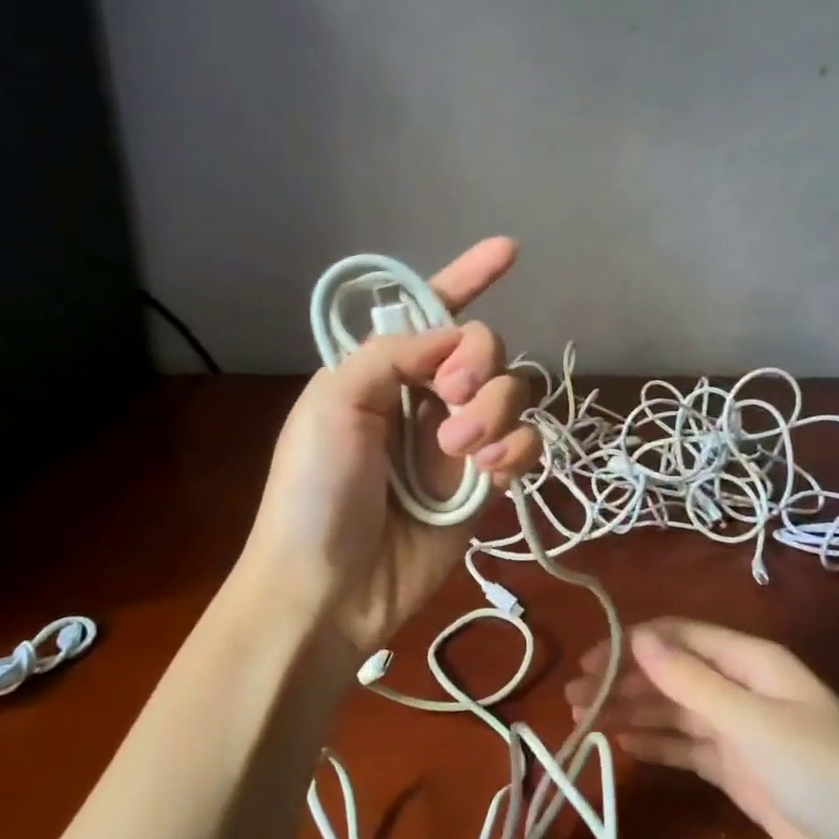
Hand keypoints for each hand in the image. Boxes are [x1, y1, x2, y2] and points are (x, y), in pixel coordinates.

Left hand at [241, 238, 541, 649]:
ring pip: (511, 395)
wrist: (328, 588)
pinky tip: (489, 474)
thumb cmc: (314, 489)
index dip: (467, 276)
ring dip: (494, 412)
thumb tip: (455, 335)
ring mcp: (457, 442)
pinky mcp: (483, 485)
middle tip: (452, 397)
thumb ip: (393, 354)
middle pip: (485, 349)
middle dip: (478, 364)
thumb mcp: (333, 403)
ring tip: (461, 451)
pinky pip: (524, 446)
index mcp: (382, 370)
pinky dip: (515, 451)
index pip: (432, 312)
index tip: (508, 250)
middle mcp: (424, 398)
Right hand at [565, 618, 838, 838]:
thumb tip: (636, 636)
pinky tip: (621, 744)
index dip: (631, 644)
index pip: (678, 637)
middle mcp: (740, 687)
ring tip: (583, 722)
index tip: (587, 663)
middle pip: (670, 673)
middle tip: (573, 700)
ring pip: (673, 711)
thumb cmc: (829, 775)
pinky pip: (686, 748)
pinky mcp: (740, 772)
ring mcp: (740, 732)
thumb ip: (692, 682)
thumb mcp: (754, 724)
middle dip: (623, 681)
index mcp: (750, 661)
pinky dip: (654, 744)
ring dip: (631, 711)